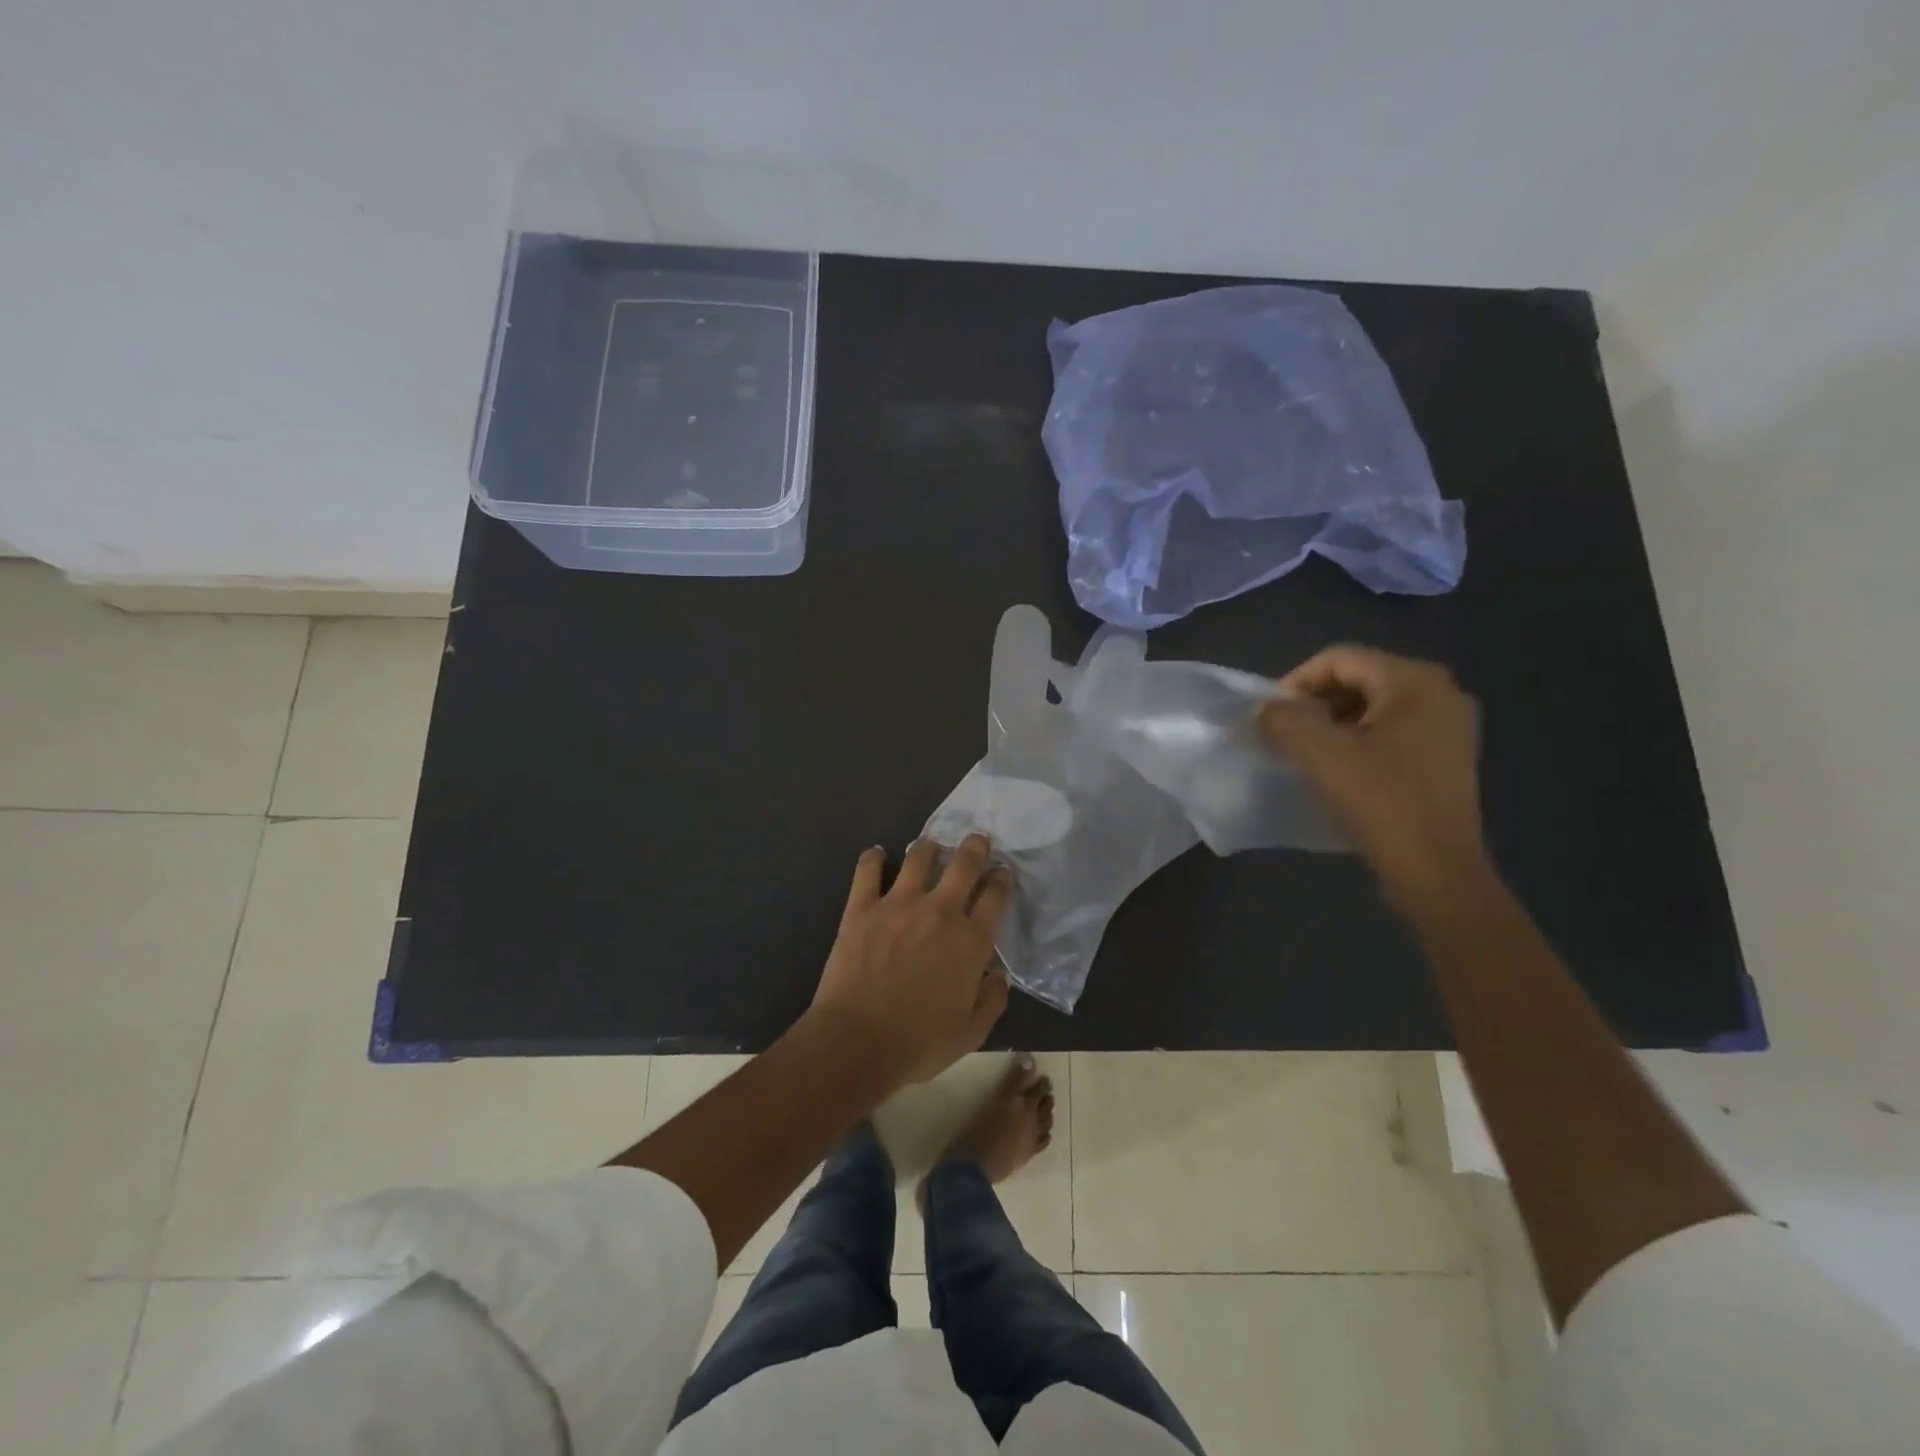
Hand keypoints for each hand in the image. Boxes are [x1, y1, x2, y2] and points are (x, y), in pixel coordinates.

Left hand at [808, 835, 1012, 1087]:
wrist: (857, 1042)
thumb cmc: (918, 1043)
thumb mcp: (971, 1033)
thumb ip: (992, 1000)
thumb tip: (998, 975)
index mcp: (970, 941)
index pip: (995, 896)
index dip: (1002, 879)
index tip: (1002, 871)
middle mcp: (939, 912)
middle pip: (963, 864)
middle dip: (975, 847)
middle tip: (977, 839)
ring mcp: (898, 904)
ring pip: (918, 858)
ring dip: (928, 847)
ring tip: (930, 845)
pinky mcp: (862, 907)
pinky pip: (867, 871)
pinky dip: (873, 858)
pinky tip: (876, 853)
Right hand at [1258, 646, 1489, 913]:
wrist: (1436, 872)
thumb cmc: (1381, 804)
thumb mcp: (1322, 756)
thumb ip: (1284, 720)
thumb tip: (1263, 709)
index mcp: (1415, 682)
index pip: (1340, 658)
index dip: (1296, 681)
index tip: (1269, 716)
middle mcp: (1441, 693)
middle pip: (1358, 678)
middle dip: (1314, 702)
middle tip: (1283, 733)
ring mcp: (1449, 727)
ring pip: (1372, 706)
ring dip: (1332, 722)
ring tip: (1305, 753)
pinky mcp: (1447, 757)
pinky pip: (1391, 731)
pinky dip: (1357, 740)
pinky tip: (1338, 769)